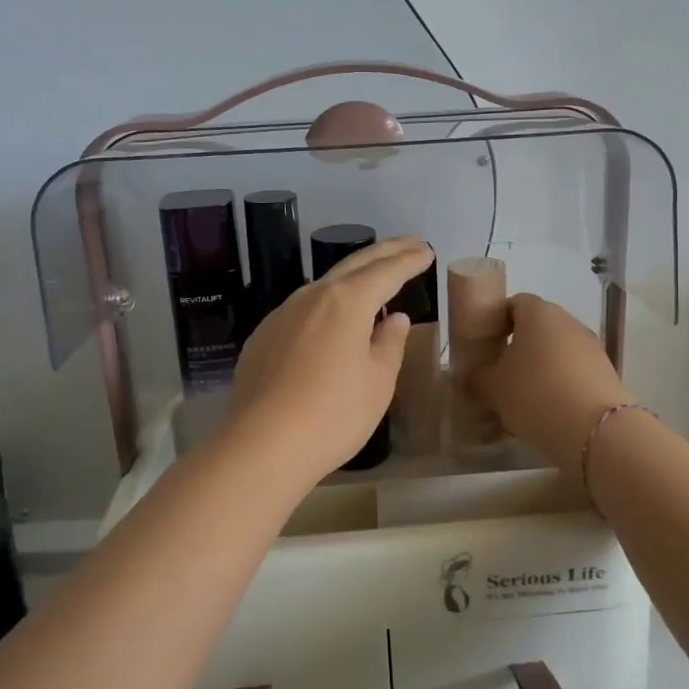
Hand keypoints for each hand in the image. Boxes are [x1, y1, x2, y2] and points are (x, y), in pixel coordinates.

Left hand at [220, 237, 432, 483]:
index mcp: (347, 301)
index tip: (426, 251)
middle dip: (386, 251)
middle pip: (355, 264)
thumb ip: (390, 344)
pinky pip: (304, 307)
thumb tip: (396, 320)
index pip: (386, 271)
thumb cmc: (333, 415)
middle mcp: (312, 296)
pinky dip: (328, 300)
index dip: (409, 260)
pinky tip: (332, 316)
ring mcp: (283, 313)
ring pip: (325, 283)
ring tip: (374, 275)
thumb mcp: (377, 383)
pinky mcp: (264, 336)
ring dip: (354, 274)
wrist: (261, 445)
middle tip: (410, 243)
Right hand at [473, 294, 633, 470]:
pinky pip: (575, 372)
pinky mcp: (607, 374)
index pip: (514, 303)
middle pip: (538, 327)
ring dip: (540, 368)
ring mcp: (592, 347)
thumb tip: (464, 377)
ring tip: (522, 398)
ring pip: (557, 351)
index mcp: (539, 312)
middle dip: (518, 348)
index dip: (497, 321)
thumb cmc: (535, 394)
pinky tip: (548, 411)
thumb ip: (475, 379)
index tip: (485, 346)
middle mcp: (568, 322)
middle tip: (499, 374)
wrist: (596, 431)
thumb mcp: (492, 388)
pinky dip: (560, 385)